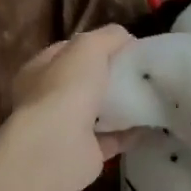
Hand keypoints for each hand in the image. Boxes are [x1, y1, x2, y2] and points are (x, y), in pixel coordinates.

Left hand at [4, 26, 138, 184]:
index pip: (67, 51)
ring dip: (121, 106)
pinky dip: (130, 132)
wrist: (60, 146)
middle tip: (140, 72)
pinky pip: (112, 138)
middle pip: (84, 82)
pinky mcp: (84, 152)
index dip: (94, 45)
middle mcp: (47, 100)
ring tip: (150, 96)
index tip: (125, 47)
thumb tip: (126, 38)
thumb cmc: (67, 89)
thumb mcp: (89, 47)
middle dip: (111, 77)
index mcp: (39, 71)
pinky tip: (151, 124)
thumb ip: (108, 37)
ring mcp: (64, 129)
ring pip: (98, 112)